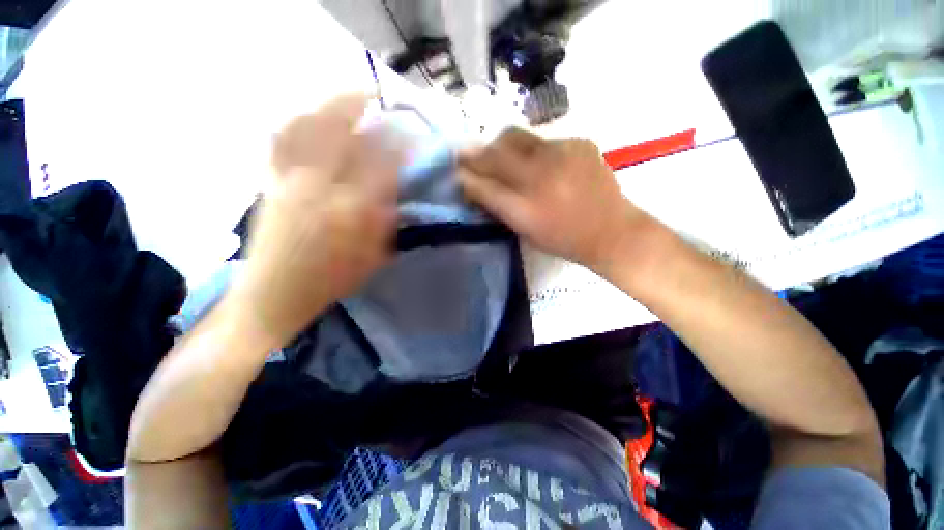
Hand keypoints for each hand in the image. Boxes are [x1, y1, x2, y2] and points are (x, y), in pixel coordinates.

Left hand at [231, 94, 398, 344]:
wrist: (271, 295)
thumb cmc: (329, 283)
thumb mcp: (371, 259)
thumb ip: (386, 224)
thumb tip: (395, 194)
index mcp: (350, 213)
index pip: (379, 167)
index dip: (395, 145)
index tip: (408, 133)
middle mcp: (319, 189)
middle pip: (342, 136)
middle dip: (362, 111)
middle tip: (377, 99)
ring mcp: (289, 181)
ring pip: (308, 130)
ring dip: (330, 107)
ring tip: (347, 97)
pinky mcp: (270, 183)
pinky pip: (281, 142)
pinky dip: (297, 121)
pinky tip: (309, 114)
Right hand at [459, 128, 648, 267]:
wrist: (612, 231)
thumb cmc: (564, 240)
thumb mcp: (525, 231)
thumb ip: (499, 208)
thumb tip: (477, 186)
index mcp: (523, 209)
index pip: (481, 185)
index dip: (464, 176)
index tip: (456, 171)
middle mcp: (538, 178)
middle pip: (494, 153)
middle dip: (475, 153)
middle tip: (468, 154)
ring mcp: (560, 155)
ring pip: (516, 137)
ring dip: (501, 145)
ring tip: (502, 154)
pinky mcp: (578, 142)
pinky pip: (543, 140)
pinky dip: (533, 150)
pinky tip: (542, 163)